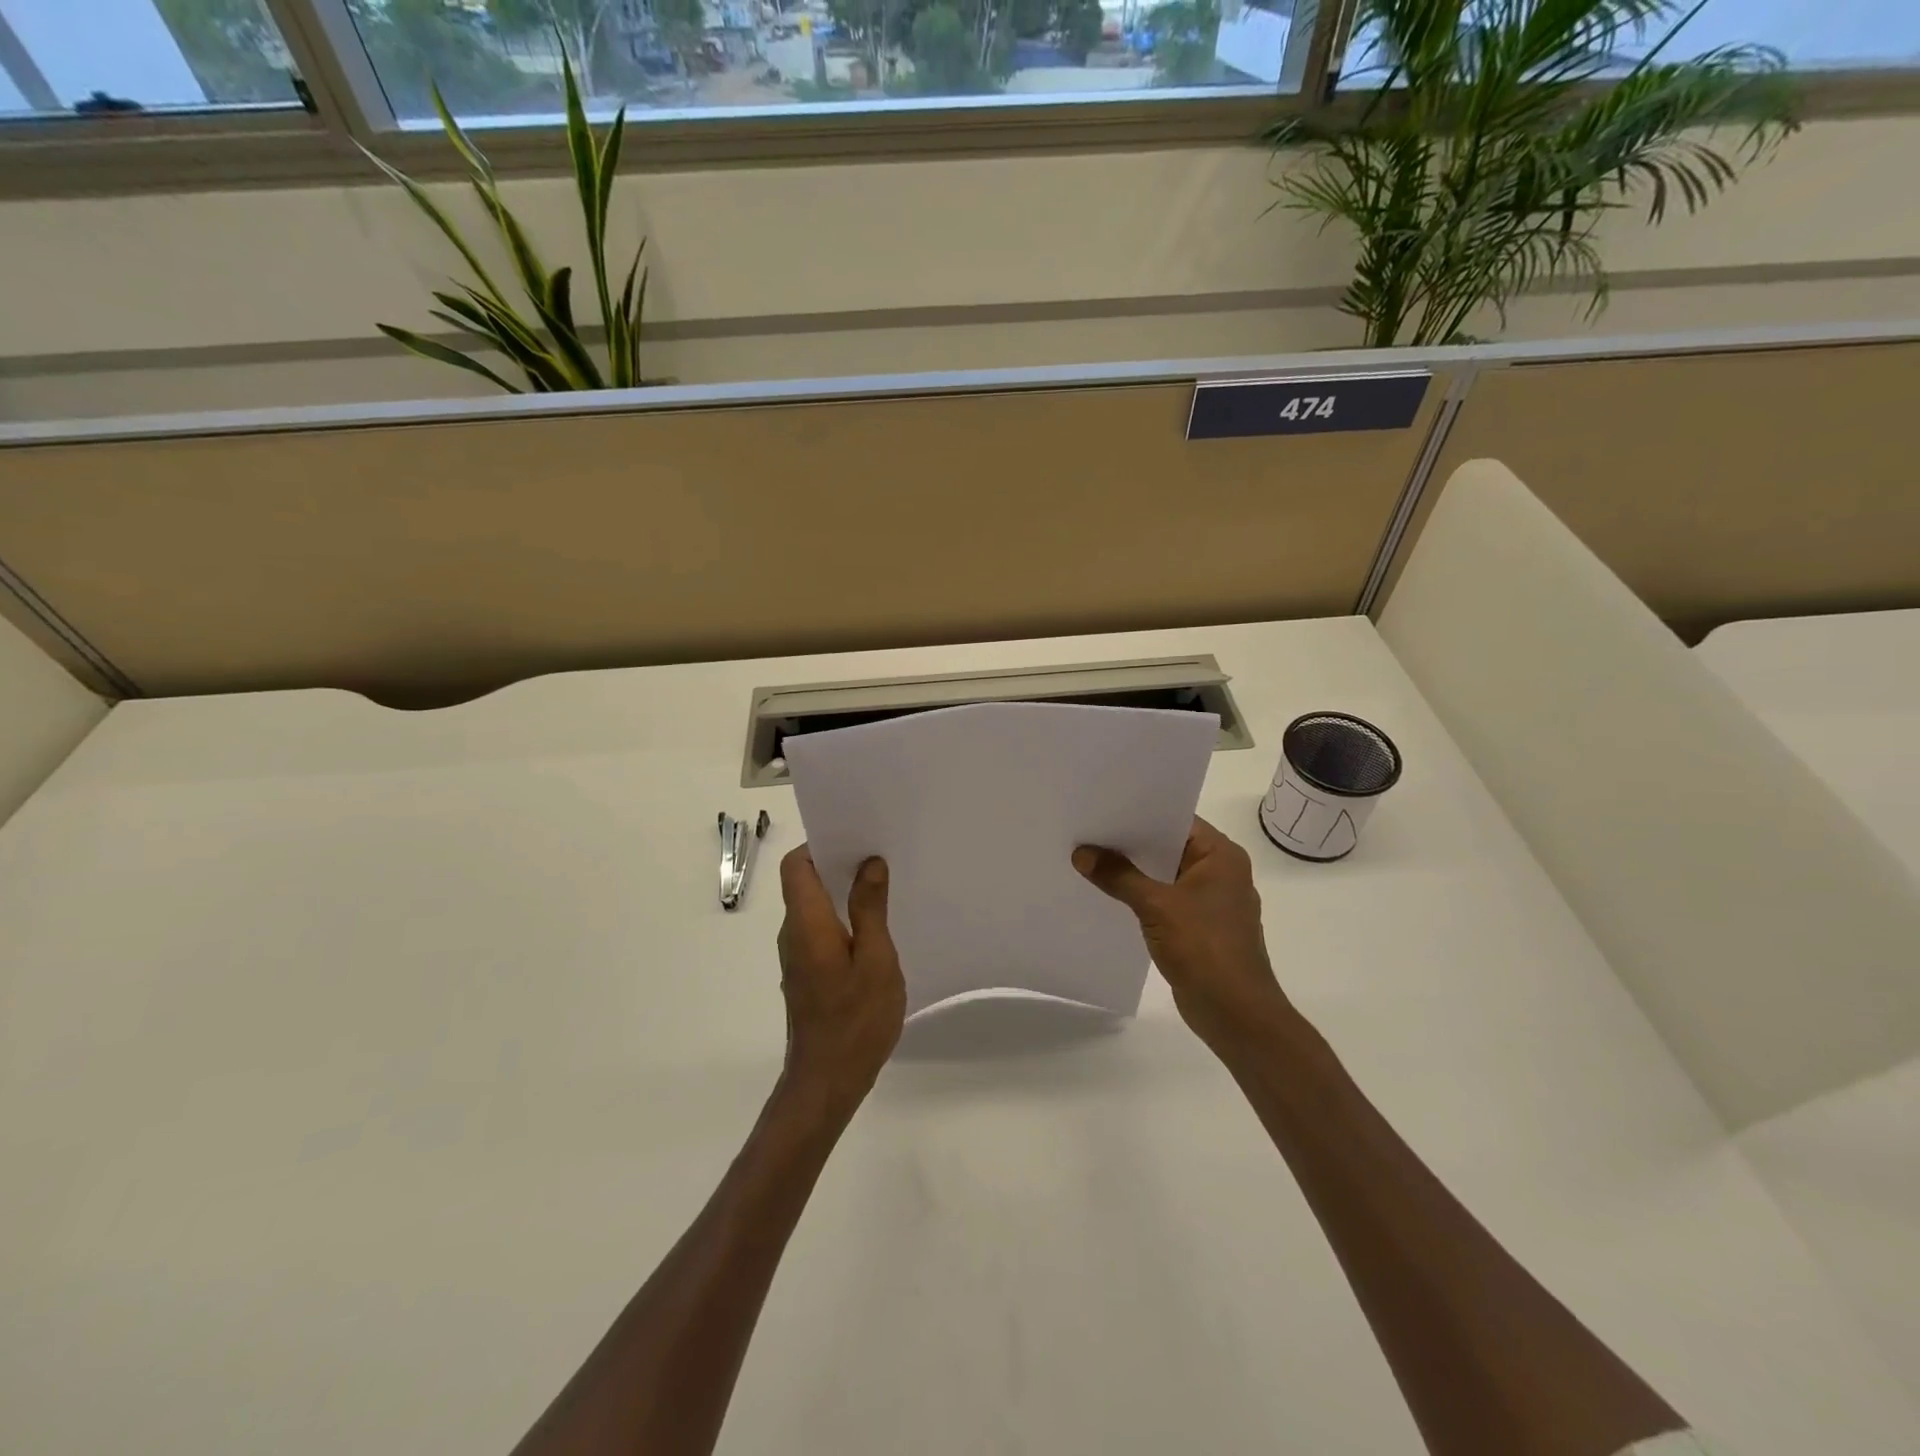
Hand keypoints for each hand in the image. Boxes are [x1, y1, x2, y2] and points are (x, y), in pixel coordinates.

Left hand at [775, 847, 906, 1116]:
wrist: (827, 1082)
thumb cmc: (856, 1020)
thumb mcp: (876, 960)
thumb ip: (870, 909)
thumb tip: (869, 863)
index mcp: (807, 923)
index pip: (796, 866)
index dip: (820, 845)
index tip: (856, 838)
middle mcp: (793, 933)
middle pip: (804, 882)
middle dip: (838, 864)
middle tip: (880, 858)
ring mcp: (796, 955)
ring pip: (813, 907)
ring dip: (842, 892)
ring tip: (883, 888)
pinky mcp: (805, 972)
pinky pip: (819, 929)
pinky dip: (841, 918)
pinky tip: (873, 929)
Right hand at [1074, 817, 1290, 1050]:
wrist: (1235, 1013)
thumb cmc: (1205, 948)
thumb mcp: (1156, 905)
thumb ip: (1118, 876)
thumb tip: (1081, 853)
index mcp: (1221, 856)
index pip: (1177, 820)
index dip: (1140, 813)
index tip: (1103, 807)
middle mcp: (1220, 872)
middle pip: (1168, 846)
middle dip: (1130, 843)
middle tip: (1087, 830)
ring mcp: (1210, 902)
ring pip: (1164, 875)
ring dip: (1133, 872)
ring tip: (1090, 858)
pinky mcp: (1199, 928)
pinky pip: (1164, 900)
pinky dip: (1140, 896)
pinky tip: (1108, 895)